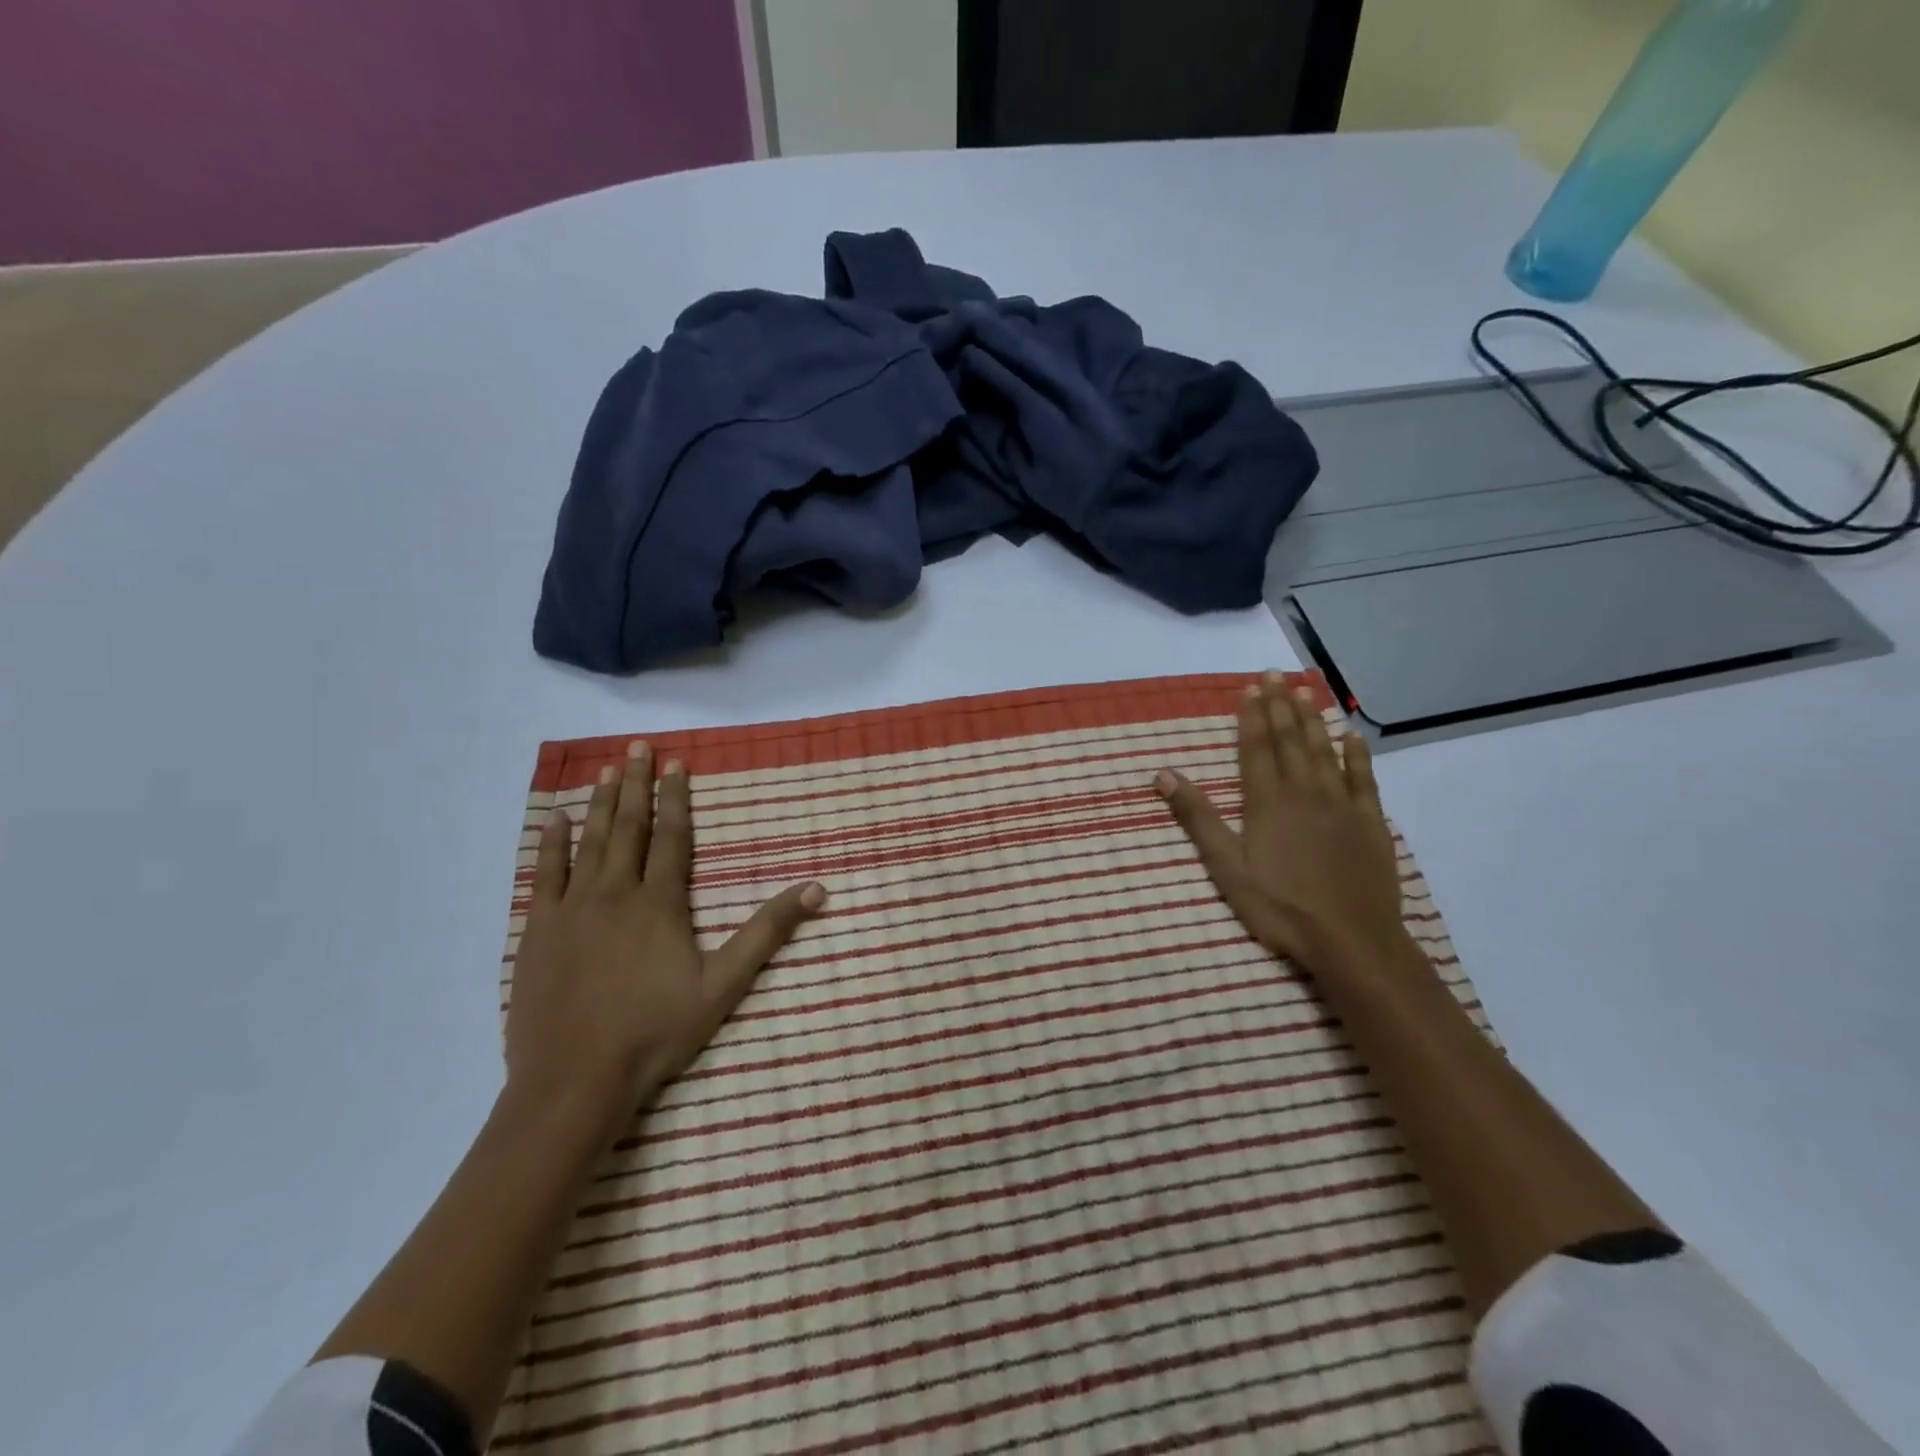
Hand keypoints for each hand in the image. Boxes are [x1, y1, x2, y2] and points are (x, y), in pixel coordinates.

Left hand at [507, 742, 824, 1125]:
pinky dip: (551, 844)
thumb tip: (817, 888)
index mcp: (660, 902)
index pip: (671, 837)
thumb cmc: (656, 1031)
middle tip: (638, 747)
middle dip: (635, 785)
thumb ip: (768, 932)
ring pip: (589, 842)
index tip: (676, 765)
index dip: (675, 799)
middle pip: (628, 827)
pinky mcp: (539, 930)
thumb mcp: (725, 984)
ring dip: (601, 803)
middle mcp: (616, 892)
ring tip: (607, 769)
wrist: (575, 1078)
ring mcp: (572, 908)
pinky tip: (556, 820)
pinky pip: (544, 874)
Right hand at [1156, 674, 1409, 982]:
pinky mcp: (1370, 822)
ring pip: (1324, 751)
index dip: (1251, 717)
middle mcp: (1304, 792)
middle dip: (1280, 705)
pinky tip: (1352, 734)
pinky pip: (1364, 778)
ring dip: (1313, 719)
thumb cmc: (1280, 906)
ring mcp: (1341, 805)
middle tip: (1275, 674)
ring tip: (1305, 690)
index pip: (1256, 749)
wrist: (1351, 939)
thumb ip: (1198, 818)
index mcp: (1266, 802)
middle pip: (1290, 741)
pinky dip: (1357, 754)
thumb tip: (1164, 774)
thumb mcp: (1226, 867)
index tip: (1250, 688)